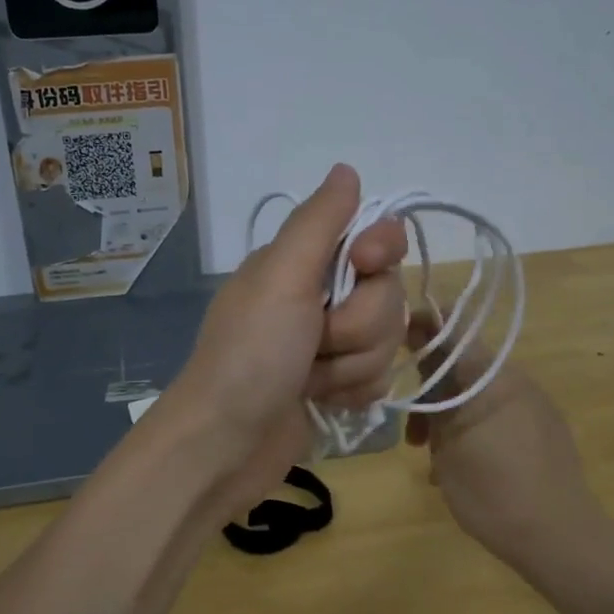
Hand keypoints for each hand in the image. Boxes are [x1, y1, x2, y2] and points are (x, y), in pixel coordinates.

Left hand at [162, 164, 406, 521]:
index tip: (364, 264)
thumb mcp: (282, 276)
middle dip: (358, 325)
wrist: (226, 444)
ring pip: (387, 340)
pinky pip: (378, 378)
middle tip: (315, 342)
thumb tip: (347, 169)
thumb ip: (320, 222)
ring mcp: (329, 343)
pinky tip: (321, 400)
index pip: (375, 238)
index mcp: (302, 262)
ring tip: (310, 379)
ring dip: (351, 365)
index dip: (381, 251)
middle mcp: (318, 296)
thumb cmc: (251, 354)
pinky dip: (351, 392)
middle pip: (388, 294)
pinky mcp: (336, 384)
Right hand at [403, 311, 603, 563]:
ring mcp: (534, 403)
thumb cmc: (492, 490)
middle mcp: (515, 379)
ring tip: (433, 458)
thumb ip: (432, 399)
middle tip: (412, 433)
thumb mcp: (446, 445)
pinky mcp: (545, 427)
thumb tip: (422, 362)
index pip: (452, 324)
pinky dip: (474, 427)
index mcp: (489, 376)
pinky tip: (463, 466)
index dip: (421, 324)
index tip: (395, 344)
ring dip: (450, 414)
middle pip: (462, 364)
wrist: (560, 536)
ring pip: (478, 393)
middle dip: (430, 389)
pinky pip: (499, 413)